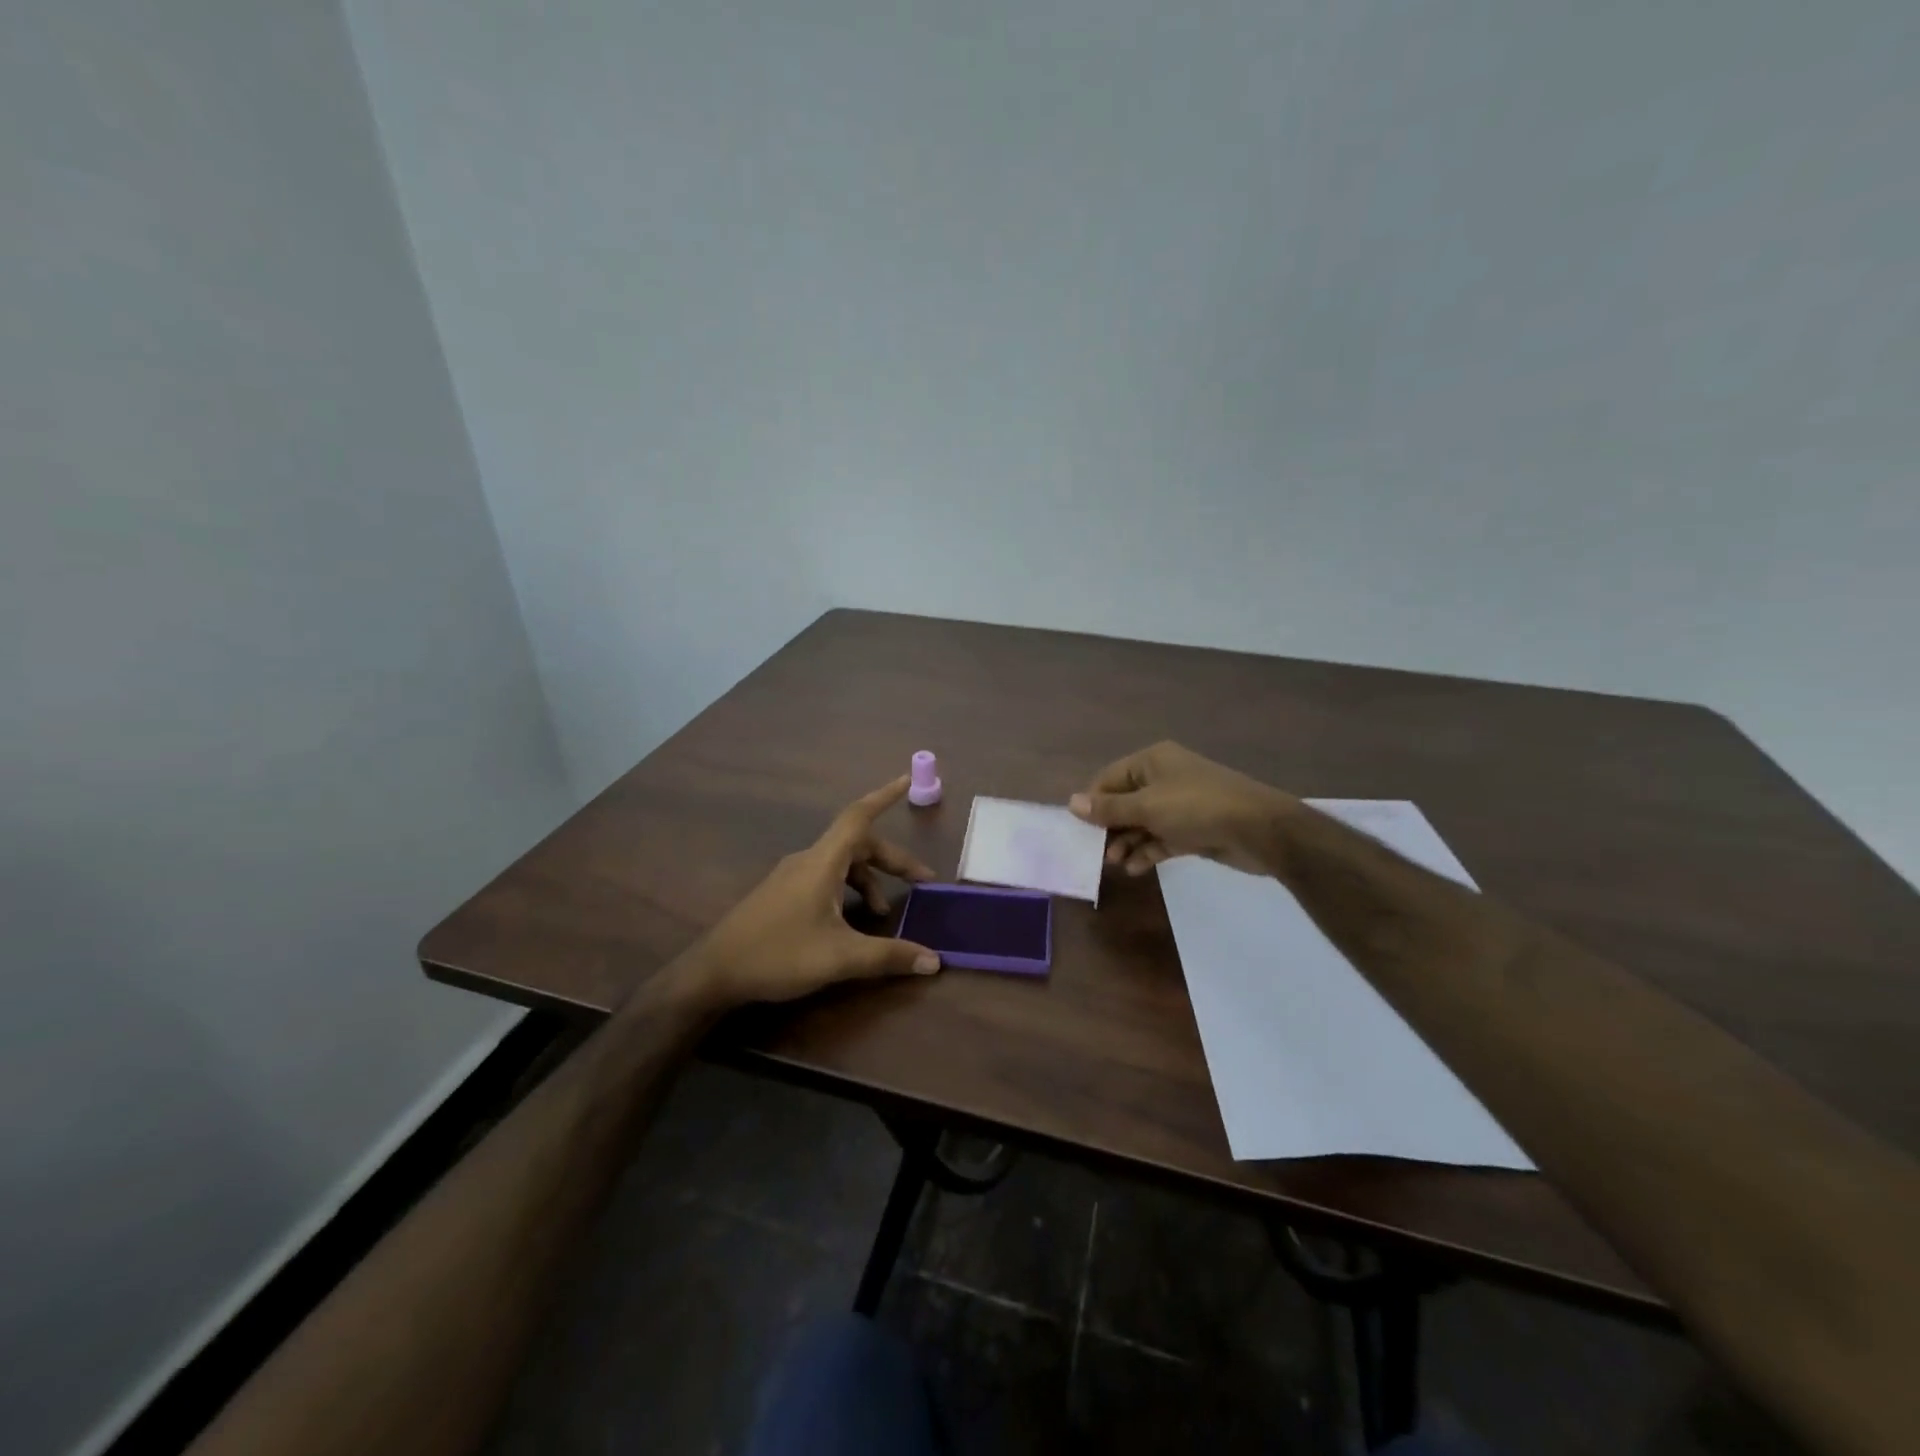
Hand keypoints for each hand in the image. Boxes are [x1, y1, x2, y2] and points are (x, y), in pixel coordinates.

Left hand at [673, 776, 941, 1011]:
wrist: (713, 972)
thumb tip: (935, 961)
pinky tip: (851, 921)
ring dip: (869, 880)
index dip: (885, 797)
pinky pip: (826, 878)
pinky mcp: (782, 894)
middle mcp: (808, 860)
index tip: (908, 779)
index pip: (859, 816)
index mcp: (822, 862)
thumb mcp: (839, 957)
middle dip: (892, 861)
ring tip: (884, 913)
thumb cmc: (778, 955)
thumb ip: (889, 956)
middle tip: (921, 883)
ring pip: (841, 864)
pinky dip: (848, 890)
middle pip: (858, 844)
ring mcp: (792, 876)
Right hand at [1068, 741, 1296, 876]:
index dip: (1093, 802)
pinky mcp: (1192, 830)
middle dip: (1110, 827)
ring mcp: (1179, 805)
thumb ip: (1109, 808)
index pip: (1109, 778)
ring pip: (1142, 823)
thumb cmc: (1197, 808)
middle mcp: (1164, 778)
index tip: (1080, 829)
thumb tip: (1071, 803)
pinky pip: (1160, 839)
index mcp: (1152, 761)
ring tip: (1115, 864)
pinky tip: (1135, 869)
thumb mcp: (1148, 807)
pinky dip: (1147, 852)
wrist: (1260, 830)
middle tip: (1097, 853)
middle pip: (1124, 802)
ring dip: (1127, 842)